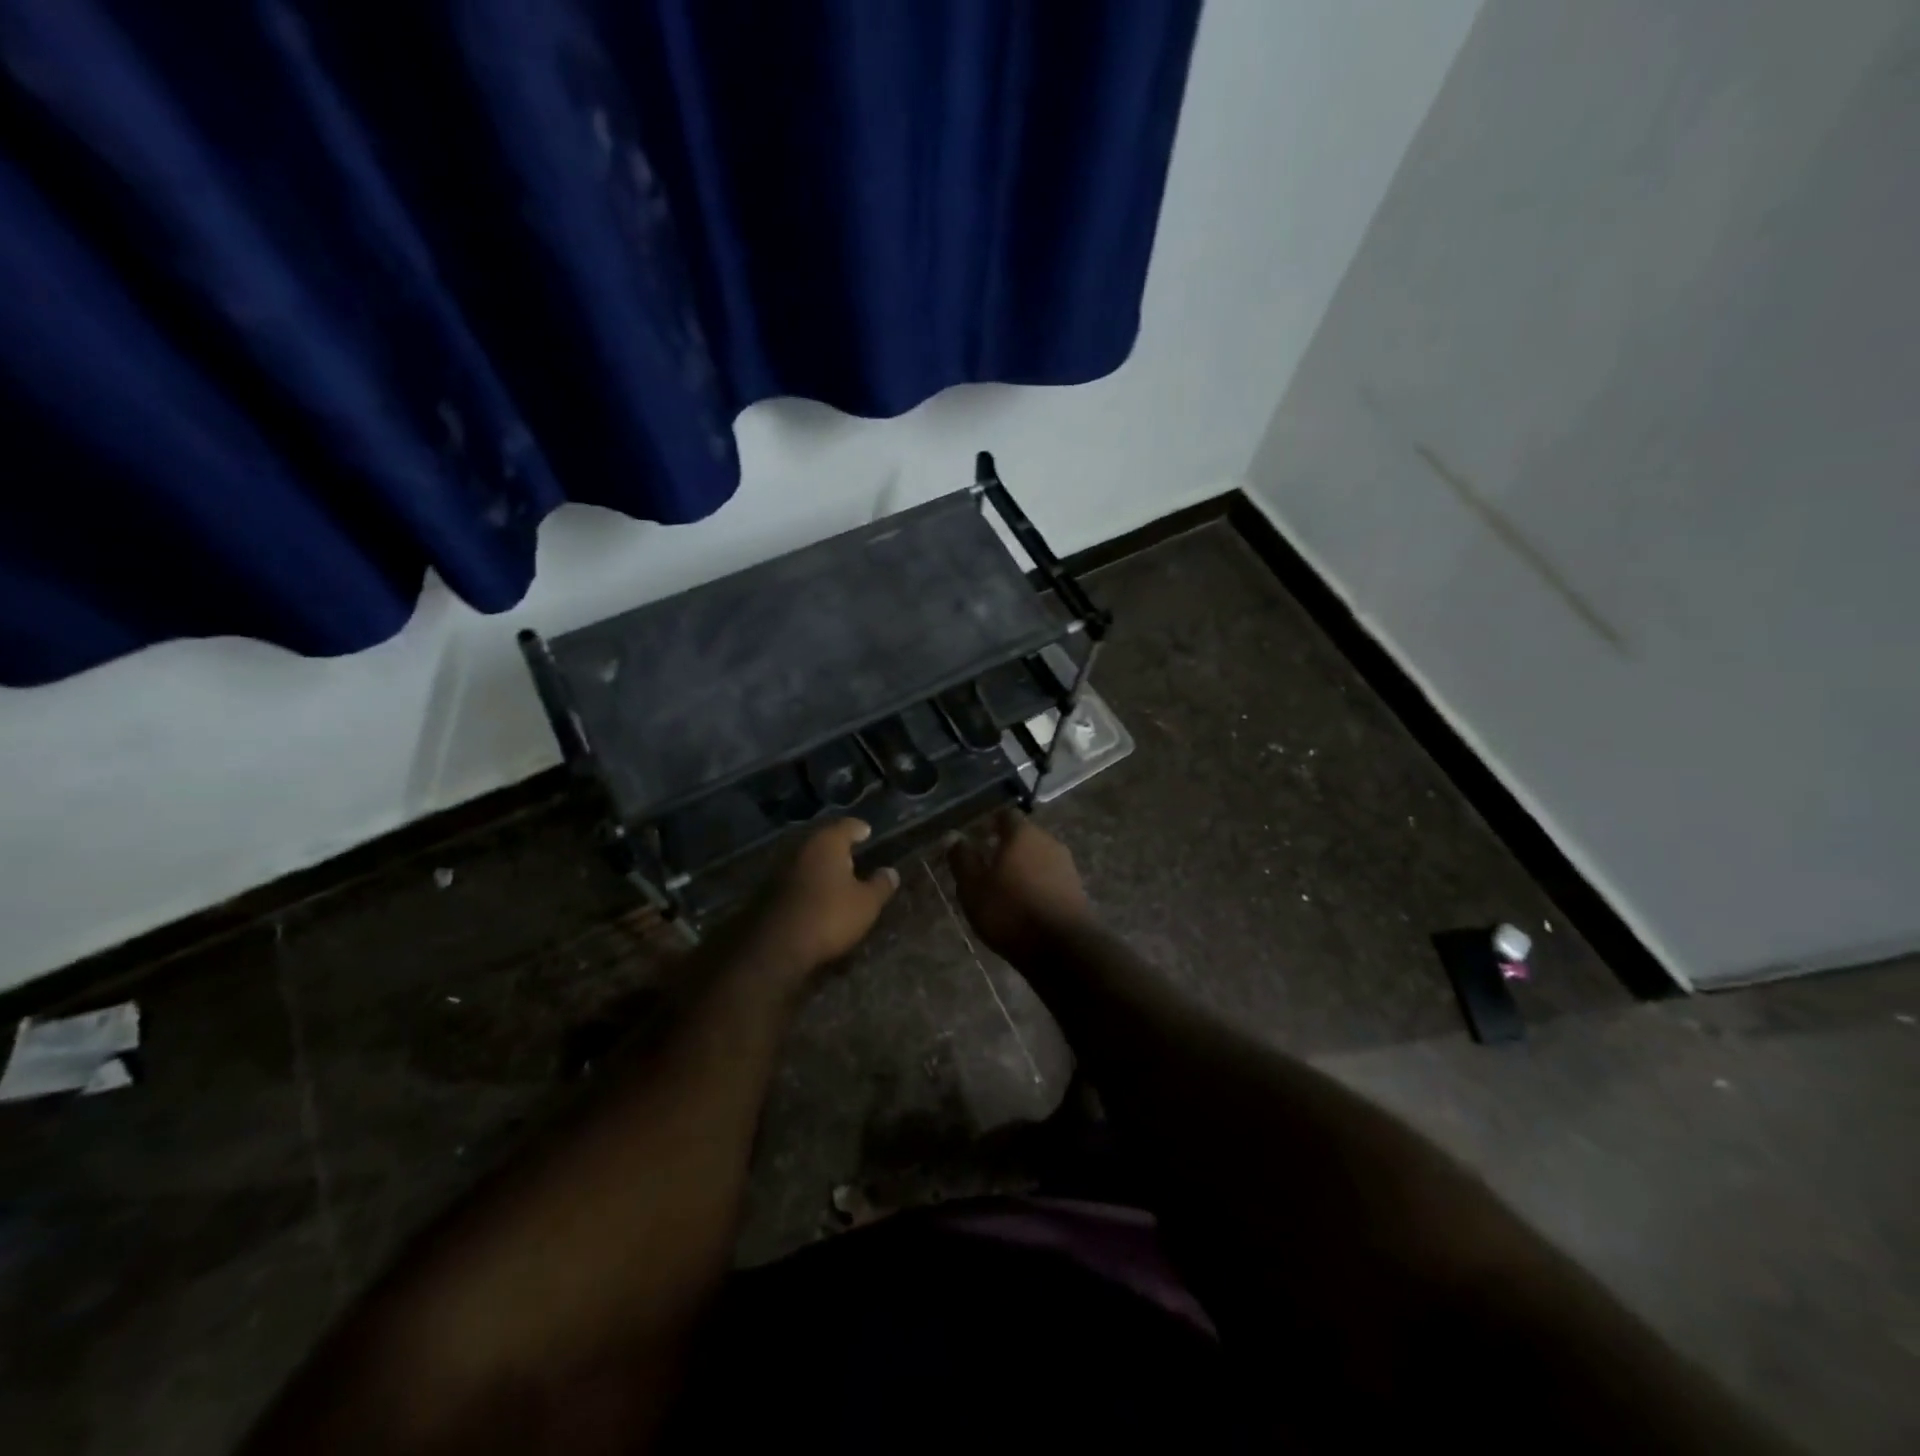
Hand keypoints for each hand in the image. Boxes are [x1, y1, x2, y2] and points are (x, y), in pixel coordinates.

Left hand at [746, 819, 898, 984]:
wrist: (774, 946)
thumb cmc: (828, 916)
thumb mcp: (866, 904)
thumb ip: (880, 885)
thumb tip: (891, 872)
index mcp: (827, 842)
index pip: (847, 826)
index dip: (859, 829)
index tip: (867, 832)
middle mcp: (801, 847)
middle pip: (824, 841)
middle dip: (839, 847)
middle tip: (855, 855)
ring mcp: (781, 868)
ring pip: (808, 860)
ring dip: (822, 866)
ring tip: (838, 877)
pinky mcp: (768, 890)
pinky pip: (796, 879)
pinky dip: (808, 883)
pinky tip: (817, 896)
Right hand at [948, 810, 1092, 962]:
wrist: (1063, 947)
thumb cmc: (1010, 910)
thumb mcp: (974, 887)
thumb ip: (962, 859)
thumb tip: (953, 835)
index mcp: (1022, 834)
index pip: (1006, 815)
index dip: (991, 823)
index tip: (979, 836)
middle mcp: (1048, 841)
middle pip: (1025, 836)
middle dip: (1007, 846)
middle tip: (987, 865)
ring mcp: (1066, 865)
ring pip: (1039, 857)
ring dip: (1023, 867)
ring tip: (1005, 888)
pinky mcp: (1076, 889)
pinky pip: (1050, 878)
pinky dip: (1037, 884)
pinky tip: (1025, 904)